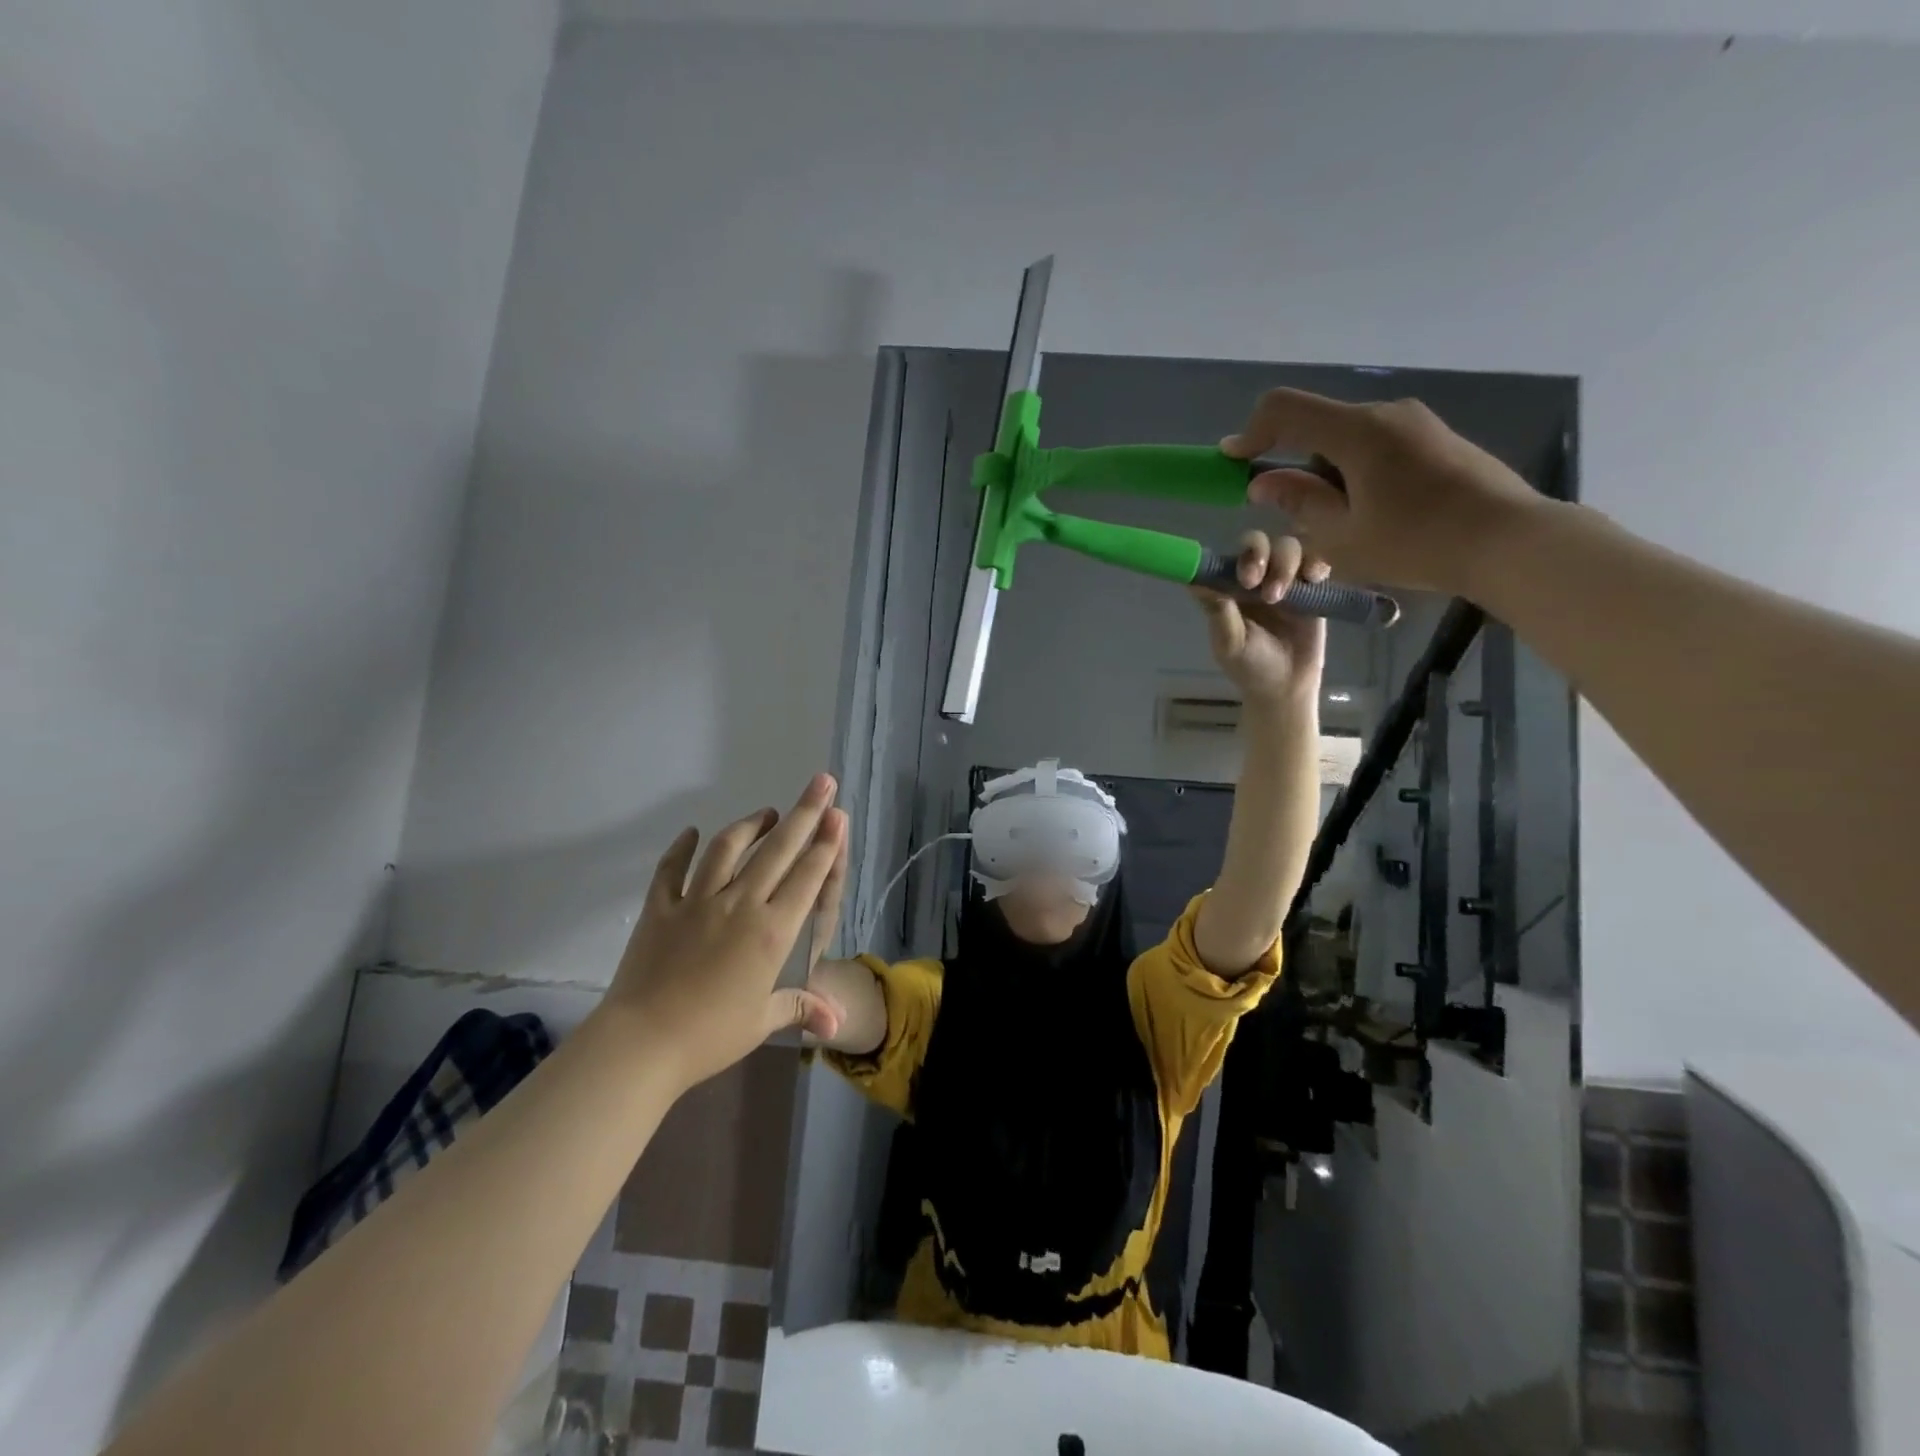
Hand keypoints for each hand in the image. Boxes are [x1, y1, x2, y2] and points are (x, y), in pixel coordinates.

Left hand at [603, 774, 847, 1090]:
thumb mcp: (762, 1022)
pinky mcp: (661, 908)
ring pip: (728, 849)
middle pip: (778, 850)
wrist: (642, 1042)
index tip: (837, 813)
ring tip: (766, 813)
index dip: (826, 843)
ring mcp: (698, 901)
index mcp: (772, 931)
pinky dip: (682, 848)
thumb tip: (836, 1024)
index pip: (808, 877)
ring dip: (750, 825)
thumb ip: (801, 1009)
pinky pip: (672, 869)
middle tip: (820, 782)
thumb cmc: (710, 1035)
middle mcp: (740, 904)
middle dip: (804, 813)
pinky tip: (691, 833)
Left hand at [1191, 530, 1326, 705]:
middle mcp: (1256, 579)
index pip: (1227, 558)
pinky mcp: (1312, 589)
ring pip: (1287, 548)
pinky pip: (1316, 563)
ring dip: (1283, 564)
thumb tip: (1194, 581)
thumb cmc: (1249, 666)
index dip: (1231, 558)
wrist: (1286, 687)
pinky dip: (1315, 564)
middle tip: (1253, 581)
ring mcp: (1284, 581)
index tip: (1239, 576)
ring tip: (1278, 596)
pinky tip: (1314, 578)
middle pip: (1258, 544)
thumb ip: (1217, 611)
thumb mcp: (1229, 642)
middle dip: (1258, 554)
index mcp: (1229, 589)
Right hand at [1223, 389, 1546, 598]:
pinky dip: (1355, 472)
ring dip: (1326, 473)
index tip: (1234, 463)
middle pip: (1317, 425)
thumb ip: (1299, 502)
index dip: (1250, 432)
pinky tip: (1372, 514)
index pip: (1284, 409)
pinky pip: (1377, 446)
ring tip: (1338, 523)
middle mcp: (1386, 413)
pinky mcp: (1436, 439)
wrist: (1511, 540)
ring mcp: (1416, 423)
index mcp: (1357, 431)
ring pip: (1347, 439)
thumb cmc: (1417, 542)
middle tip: (1291, 513)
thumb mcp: (1342, 535)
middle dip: (1292, 463)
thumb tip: (1265, 482)